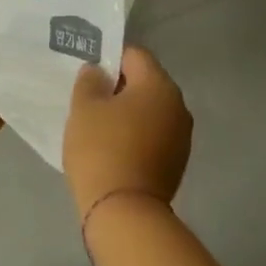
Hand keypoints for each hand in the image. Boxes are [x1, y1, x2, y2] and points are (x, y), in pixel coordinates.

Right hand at [63, 46, 191, 219]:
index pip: (134, 55)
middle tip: (88, 100)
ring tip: (99, 127)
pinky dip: (135, 136)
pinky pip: (153, 136)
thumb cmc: (101, 149)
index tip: (87, 74)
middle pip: (145, 83)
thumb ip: (90, 82)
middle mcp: (178, 105)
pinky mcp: (176, 162)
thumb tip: (98, 72)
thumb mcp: (84, 108)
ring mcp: (181, 136)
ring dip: (128, 114)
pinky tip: (113, 149)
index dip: (109, 58)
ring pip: (150, 112)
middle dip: (119, 88)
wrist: (124, 210)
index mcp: (159, 85)